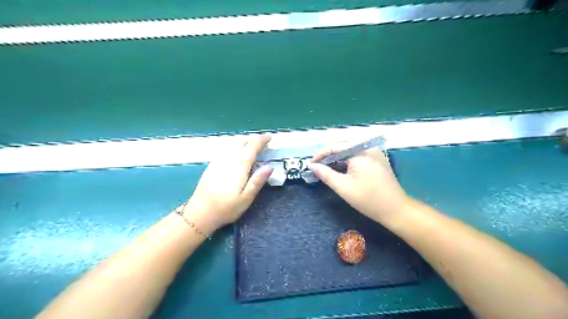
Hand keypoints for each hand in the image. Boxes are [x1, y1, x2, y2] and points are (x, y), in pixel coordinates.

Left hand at [185, 135, 272, 231]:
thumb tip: (270, 166)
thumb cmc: (226, 208)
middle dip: (253, 139)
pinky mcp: (212, 165)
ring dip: (244, 141)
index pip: (252, 147)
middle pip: (242, 142)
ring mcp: (218, 161)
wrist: (200, 212)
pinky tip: (236, 152)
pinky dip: (234, 145)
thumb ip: (257, 181)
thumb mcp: (246, 198)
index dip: (262, 140)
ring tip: (252, 145)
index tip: (270, 137)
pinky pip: (225, 148)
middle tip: (264, 142)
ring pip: (233, 143)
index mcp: (239, 166)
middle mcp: (229, 159)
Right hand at [309, 144, 410, 222]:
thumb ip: (325, 174)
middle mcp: (368, 148)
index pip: (335, 146)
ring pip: (350, 152)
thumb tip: (312, 165)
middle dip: (328, 157)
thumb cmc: (368, 199)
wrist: (396, 210)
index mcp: (360, 152)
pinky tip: (340, 170)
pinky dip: (347, 163)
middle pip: (342, 147)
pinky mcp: (377, 160)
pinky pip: (357, 157)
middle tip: (316, 167)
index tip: (310, 164)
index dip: (320, 154)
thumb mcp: (343, 187)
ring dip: (337, 160)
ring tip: (325, 169)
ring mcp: (374, 153)